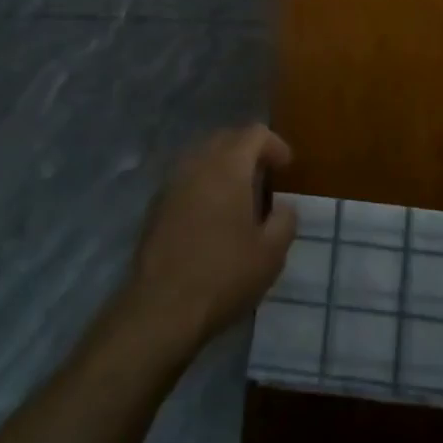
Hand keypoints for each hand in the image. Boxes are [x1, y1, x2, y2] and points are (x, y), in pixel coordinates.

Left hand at [125, 124, 297, 349]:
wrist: (160, 310)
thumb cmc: (224, 275)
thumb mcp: (271, 253)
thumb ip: (285, 220)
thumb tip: (284, 206)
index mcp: (229, 166)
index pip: (255, 133)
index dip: (275, 145)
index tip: (287, 168)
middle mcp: (198, 164)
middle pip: (226, 138)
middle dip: (248, 151)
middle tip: (264, 178)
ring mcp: (172, 183)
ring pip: (202, 157)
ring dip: (223, 167)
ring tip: (238, 197)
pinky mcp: (156, 206)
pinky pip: (186, 179)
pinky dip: (203, 185)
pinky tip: (211, 216)